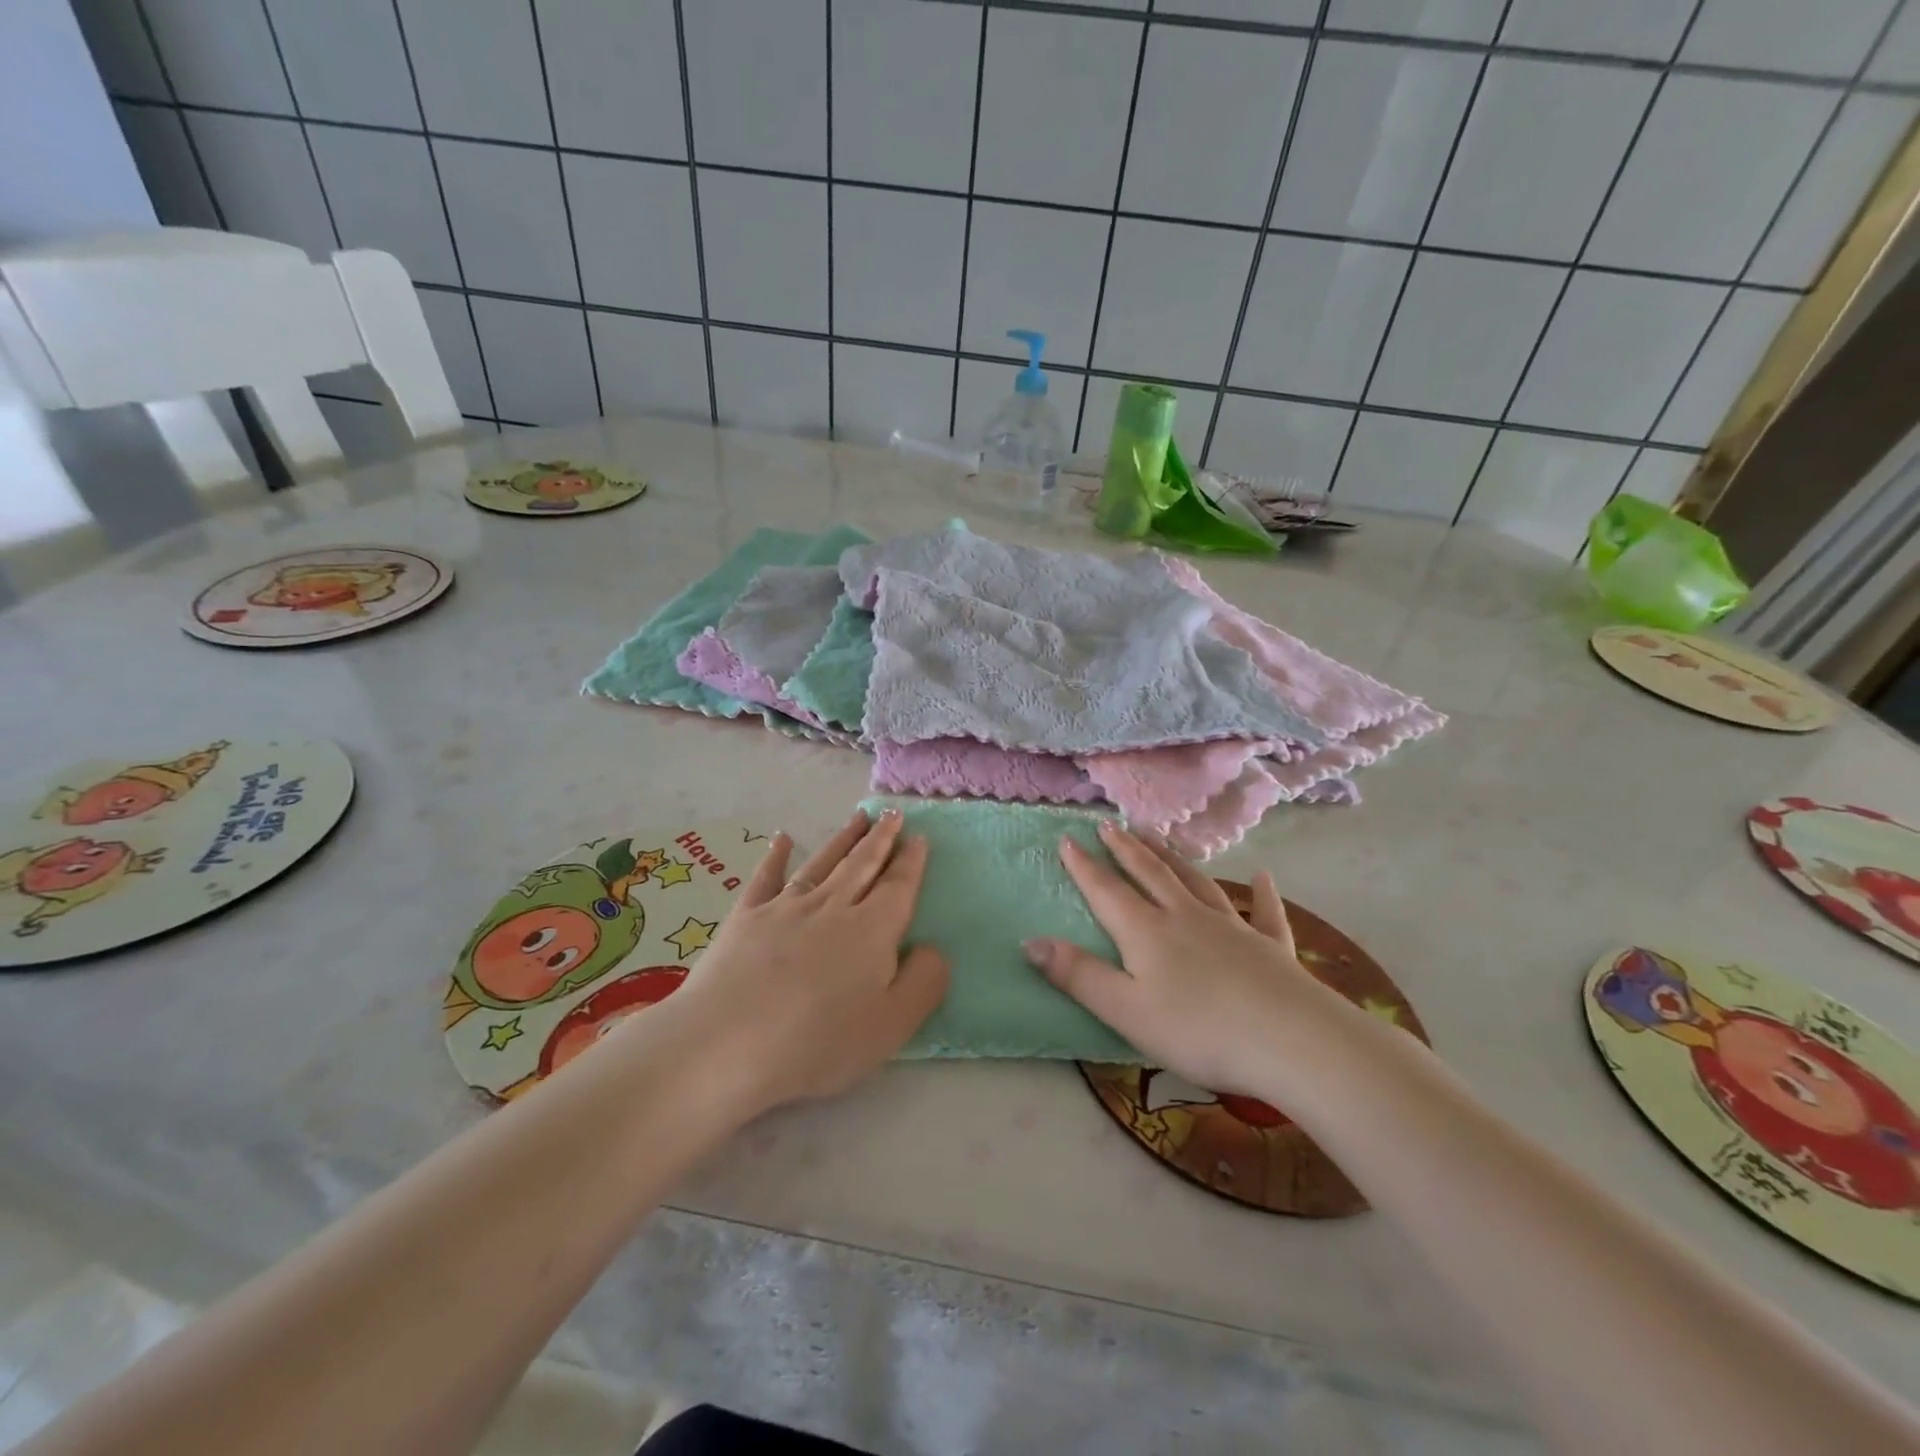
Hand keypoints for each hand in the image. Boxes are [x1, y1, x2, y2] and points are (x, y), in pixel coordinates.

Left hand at [657, 808, 947, 1113]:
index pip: (898, 887)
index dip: (911, 862)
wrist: (727, 1044)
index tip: (919, 837)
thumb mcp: (892, 1024)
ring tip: (859, 817)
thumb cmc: (818, 1042)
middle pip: (862, 865)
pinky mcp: (746, 918)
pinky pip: (766, 877)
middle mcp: (832, 907)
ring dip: (843, 839)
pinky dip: (775, 855)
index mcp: (872, 930)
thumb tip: (932, 948)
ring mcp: (785, 908)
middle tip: (893, 814)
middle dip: (881, 839)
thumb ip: (924, 981)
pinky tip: (782, 839)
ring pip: (822, 863)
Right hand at [1024, 821, 1345, 1099]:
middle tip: (1110, 825)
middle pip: (1150, 873)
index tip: (1067, 838)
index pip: (1107, 890)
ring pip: (1196, 881)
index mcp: (1147, 932)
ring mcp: (1232, 927)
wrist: (1294, 1042)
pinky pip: (1264, 912)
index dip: (1084, 865)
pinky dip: (1261, 893)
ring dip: (1174, 857)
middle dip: (1126, 849)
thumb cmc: (1199, 1031)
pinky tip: (1262, 877)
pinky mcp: (1271, 946)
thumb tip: (1029, 941)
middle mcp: (1186, 917)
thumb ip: (1078, 975)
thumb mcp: (1125, 1010)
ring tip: (1158, 836)